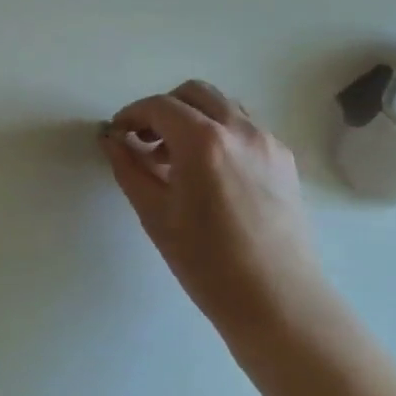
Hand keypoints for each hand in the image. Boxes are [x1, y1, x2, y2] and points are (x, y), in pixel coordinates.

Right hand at [100, 81, 325, 334]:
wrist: (278, 301)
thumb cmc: (207, 263)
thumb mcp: (155, 214)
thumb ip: (129, 168)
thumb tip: (111, 140)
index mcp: (204, 141)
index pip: (159, 106)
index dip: (131, 115)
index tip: (117, 134)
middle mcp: (240, 130)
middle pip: (194, 93)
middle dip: (163, 109)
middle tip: (144, 141)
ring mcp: (268, 142)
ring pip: (223, 107)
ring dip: (193, 119)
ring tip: (175, 160)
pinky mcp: (284, 160)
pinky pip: (245, 129)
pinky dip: (219, 134)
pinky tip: (208, 174)